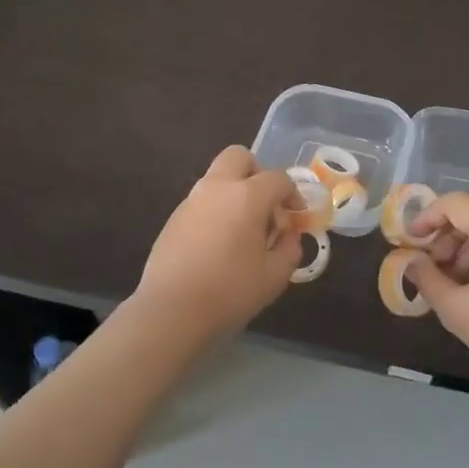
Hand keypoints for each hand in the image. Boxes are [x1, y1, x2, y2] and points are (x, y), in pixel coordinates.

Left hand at [136, 146, 302, 335]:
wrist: (171, 310)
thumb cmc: (230, 291)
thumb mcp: (274, 276)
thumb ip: (289, 249)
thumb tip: (289, 235)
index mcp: (247, 197)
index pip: (277, 178)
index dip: (293, 193)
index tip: (297, 215)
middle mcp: (217, 188)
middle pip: (238, 157)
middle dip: (257, 172)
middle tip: (265, 204)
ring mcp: (191, 201)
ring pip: (217, 178)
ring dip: (234, 192)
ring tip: (243, 231)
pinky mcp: (173, 218)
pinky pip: (201, 201)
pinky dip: (215, 210)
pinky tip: (218, 245)